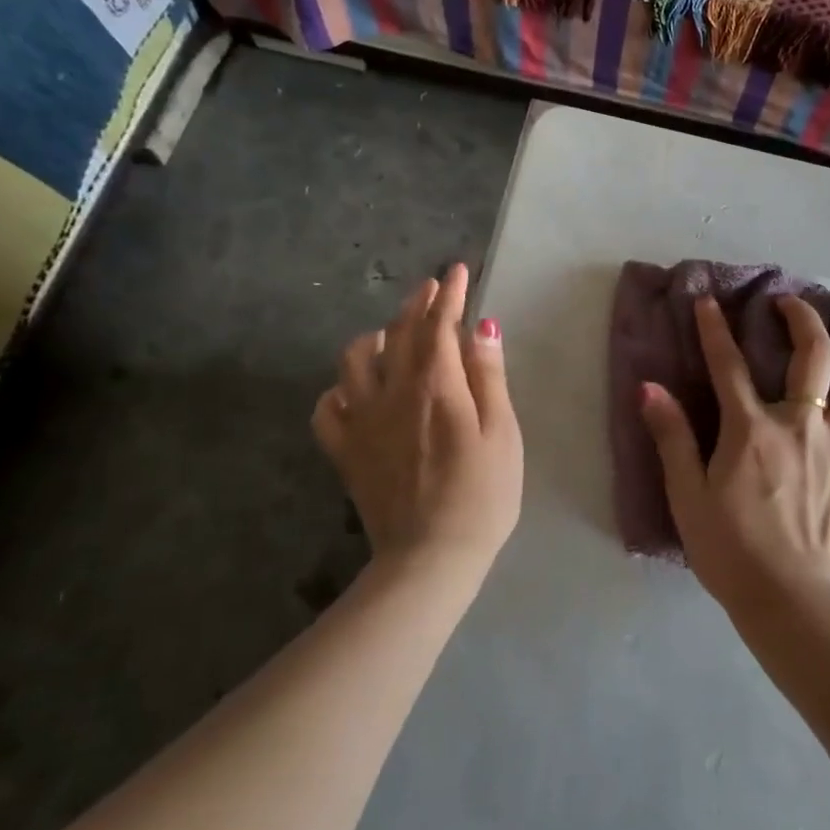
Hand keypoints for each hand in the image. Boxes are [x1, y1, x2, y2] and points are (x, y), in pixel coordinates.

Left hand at [312, 263, 522, 572]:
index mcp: (435, 386)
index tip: (456, 271)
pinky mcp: (346, 452)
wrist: (431, 558)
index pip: (438, 324)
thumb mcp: (502, 433)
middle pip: (398, 333)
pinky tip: (355, 391)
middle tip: (432, 289)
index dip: (448, 294)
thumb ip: (489, 377)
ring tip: (392, 336)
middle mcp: (392, 392)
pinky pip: (327, 408)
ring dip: (375, 338)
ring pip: (354, 361)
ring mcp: (362, 422)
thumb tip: (483, 326)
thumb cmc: (482, 495)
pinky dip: (339, 389)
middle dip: (416, 304)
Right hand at [640, 294, 829, 614]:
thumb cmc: (731, 549)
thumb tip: (650, 388)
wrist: (794, 600)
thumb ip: (671, 437)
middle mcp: (801, 424)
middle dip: (801, 316)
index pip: (729, 363)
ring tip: (826, 377)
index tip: (709, 300)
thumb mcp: (687, 496)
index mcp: (752, 428)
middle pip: (813, 353)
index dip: (715, 327)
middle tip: (788, 304)